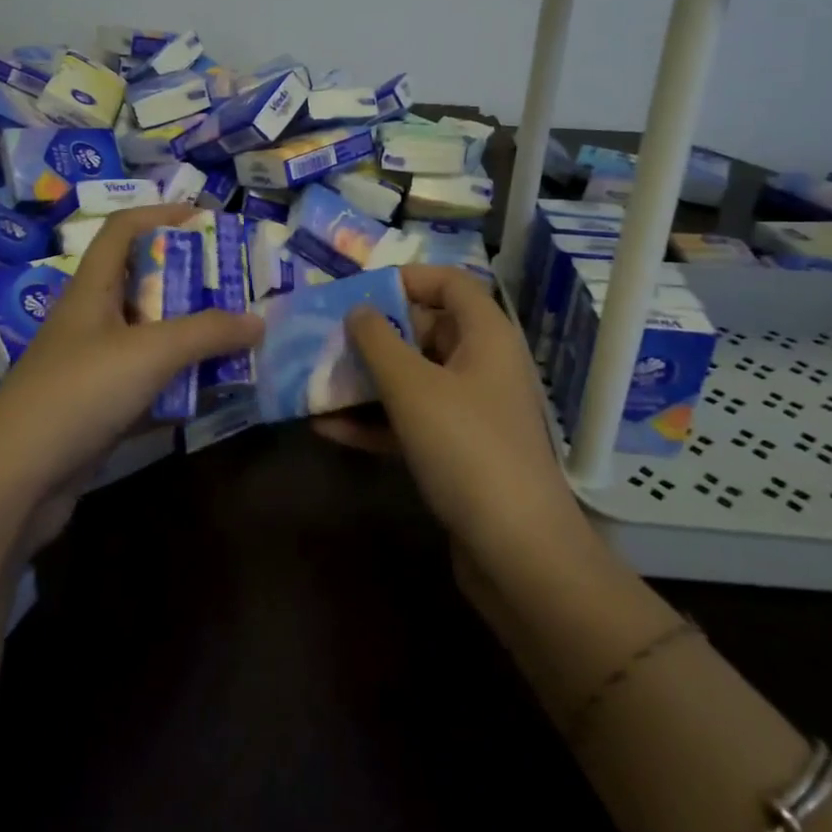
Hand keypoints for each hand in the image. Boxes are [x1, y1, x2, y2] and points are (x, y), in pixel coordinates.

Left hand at [0, 205, 262, 535]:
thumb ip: (207, 332)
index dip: (162, 214)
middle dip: (191, 280)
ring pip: (151, 336)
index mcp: (93, 289)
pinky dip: (180, 382)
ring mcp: (94, 367)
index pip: (123, 230)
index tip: (207, 218)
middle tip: (238, 285)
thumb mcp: (150, 352)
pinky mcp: (100, 408)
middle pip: (144, 283)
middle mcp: (92, 320)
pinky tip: (213, 390)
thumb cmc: (79, 392)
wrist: (15, 479)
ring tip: (238, 335)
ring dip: (191, 335)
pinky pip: (149, 382)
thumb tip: (259, 321)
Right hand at [314, 266, 577, 558]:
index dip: (405, 279)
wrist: (517, 552)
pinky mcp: (456, 453)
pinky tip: (326, 428)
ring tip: (314, 381)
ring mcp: (470, 412)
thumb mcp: (412, 387)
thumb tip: (358, 310)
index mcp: (485, 336)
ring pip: (412, 380)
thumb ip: (378, 341)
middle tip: (324, 340)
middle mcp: (481, 366)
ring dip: (365, 381)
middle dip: (373, 335)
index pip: (449, 283)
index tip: (357, 292)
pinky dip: (373, 422)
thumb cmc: (466, 449)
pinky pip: (409, 423)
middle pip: (424, 331)